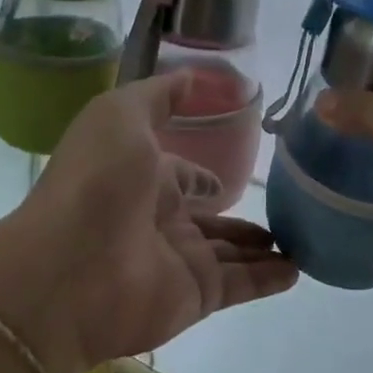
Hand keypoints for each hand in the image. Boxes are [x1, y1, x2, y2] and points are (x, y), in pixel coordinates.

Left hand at [0, 73, 295, 372]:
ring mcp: (179, 261)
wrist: (68, 268)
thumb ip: (159, 96)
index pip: (182, 179)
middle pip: (210, 221)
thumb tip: (193, 76)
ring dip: (263, 247)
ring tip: (304, 238)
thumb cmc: (96, 182)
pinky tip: (299, 269)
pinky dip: (270, 279)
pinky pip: (243, 285)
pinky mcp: (197, 296)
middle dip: (241, 218)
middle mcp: (161, 222)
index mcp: (143, 180)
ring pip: (231, 253)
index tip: (233, 175)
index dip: (203, 178)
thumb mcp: (121, 115)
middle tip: (286, 210)